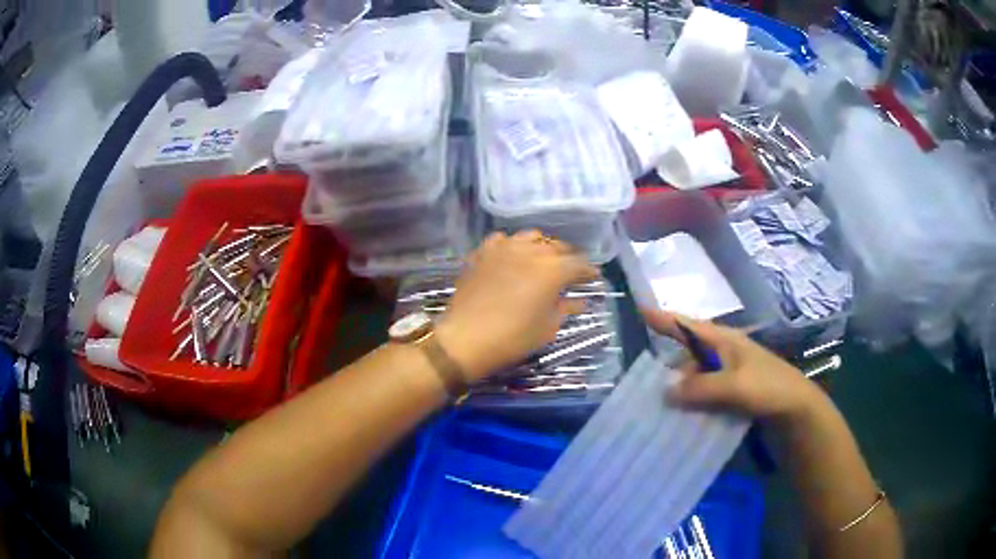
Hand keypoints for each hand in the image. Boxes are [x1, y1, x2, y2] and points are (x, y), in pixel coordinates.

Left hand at [436, 231, 597, 381]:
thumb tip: (579, 301)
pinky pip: (502, 240)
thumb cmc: (513, 338)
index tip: (594, 278)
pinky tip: (511, 257)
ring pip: (531, 237)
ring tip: (543, 260)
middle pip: (557, 246)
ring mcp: (504, 248)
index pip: (579, 264)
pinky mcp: (483, 252)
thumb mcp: (547, 327)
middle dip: (568, 257)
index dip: (588, 271)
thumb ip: (565, 308)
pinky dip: (512, 245)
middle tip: (571, 271)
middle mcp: (532, 251)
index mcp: (553, 269)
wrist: (465, 338)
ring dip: (541, 246)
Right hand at [643, 309, 824, 418]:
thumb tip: (665, 392)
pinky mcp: (732, 398)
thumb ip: (701, 388)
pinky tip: (680, 421)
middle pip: (689, 358)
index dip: (666, 320)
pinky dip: (692, 407)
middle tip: (645, 389)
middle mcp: (725, 356)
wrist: (798, 412)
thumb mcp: (735, 386)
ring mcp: (729, 378)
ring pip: (696, 381)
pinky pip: (704, 399)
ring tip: (657, 411)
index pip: (690, 326)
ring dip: (680, 394)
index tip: (640, 311)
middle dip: (668, 370)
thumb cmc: (769, 388)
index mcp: (726, 342)